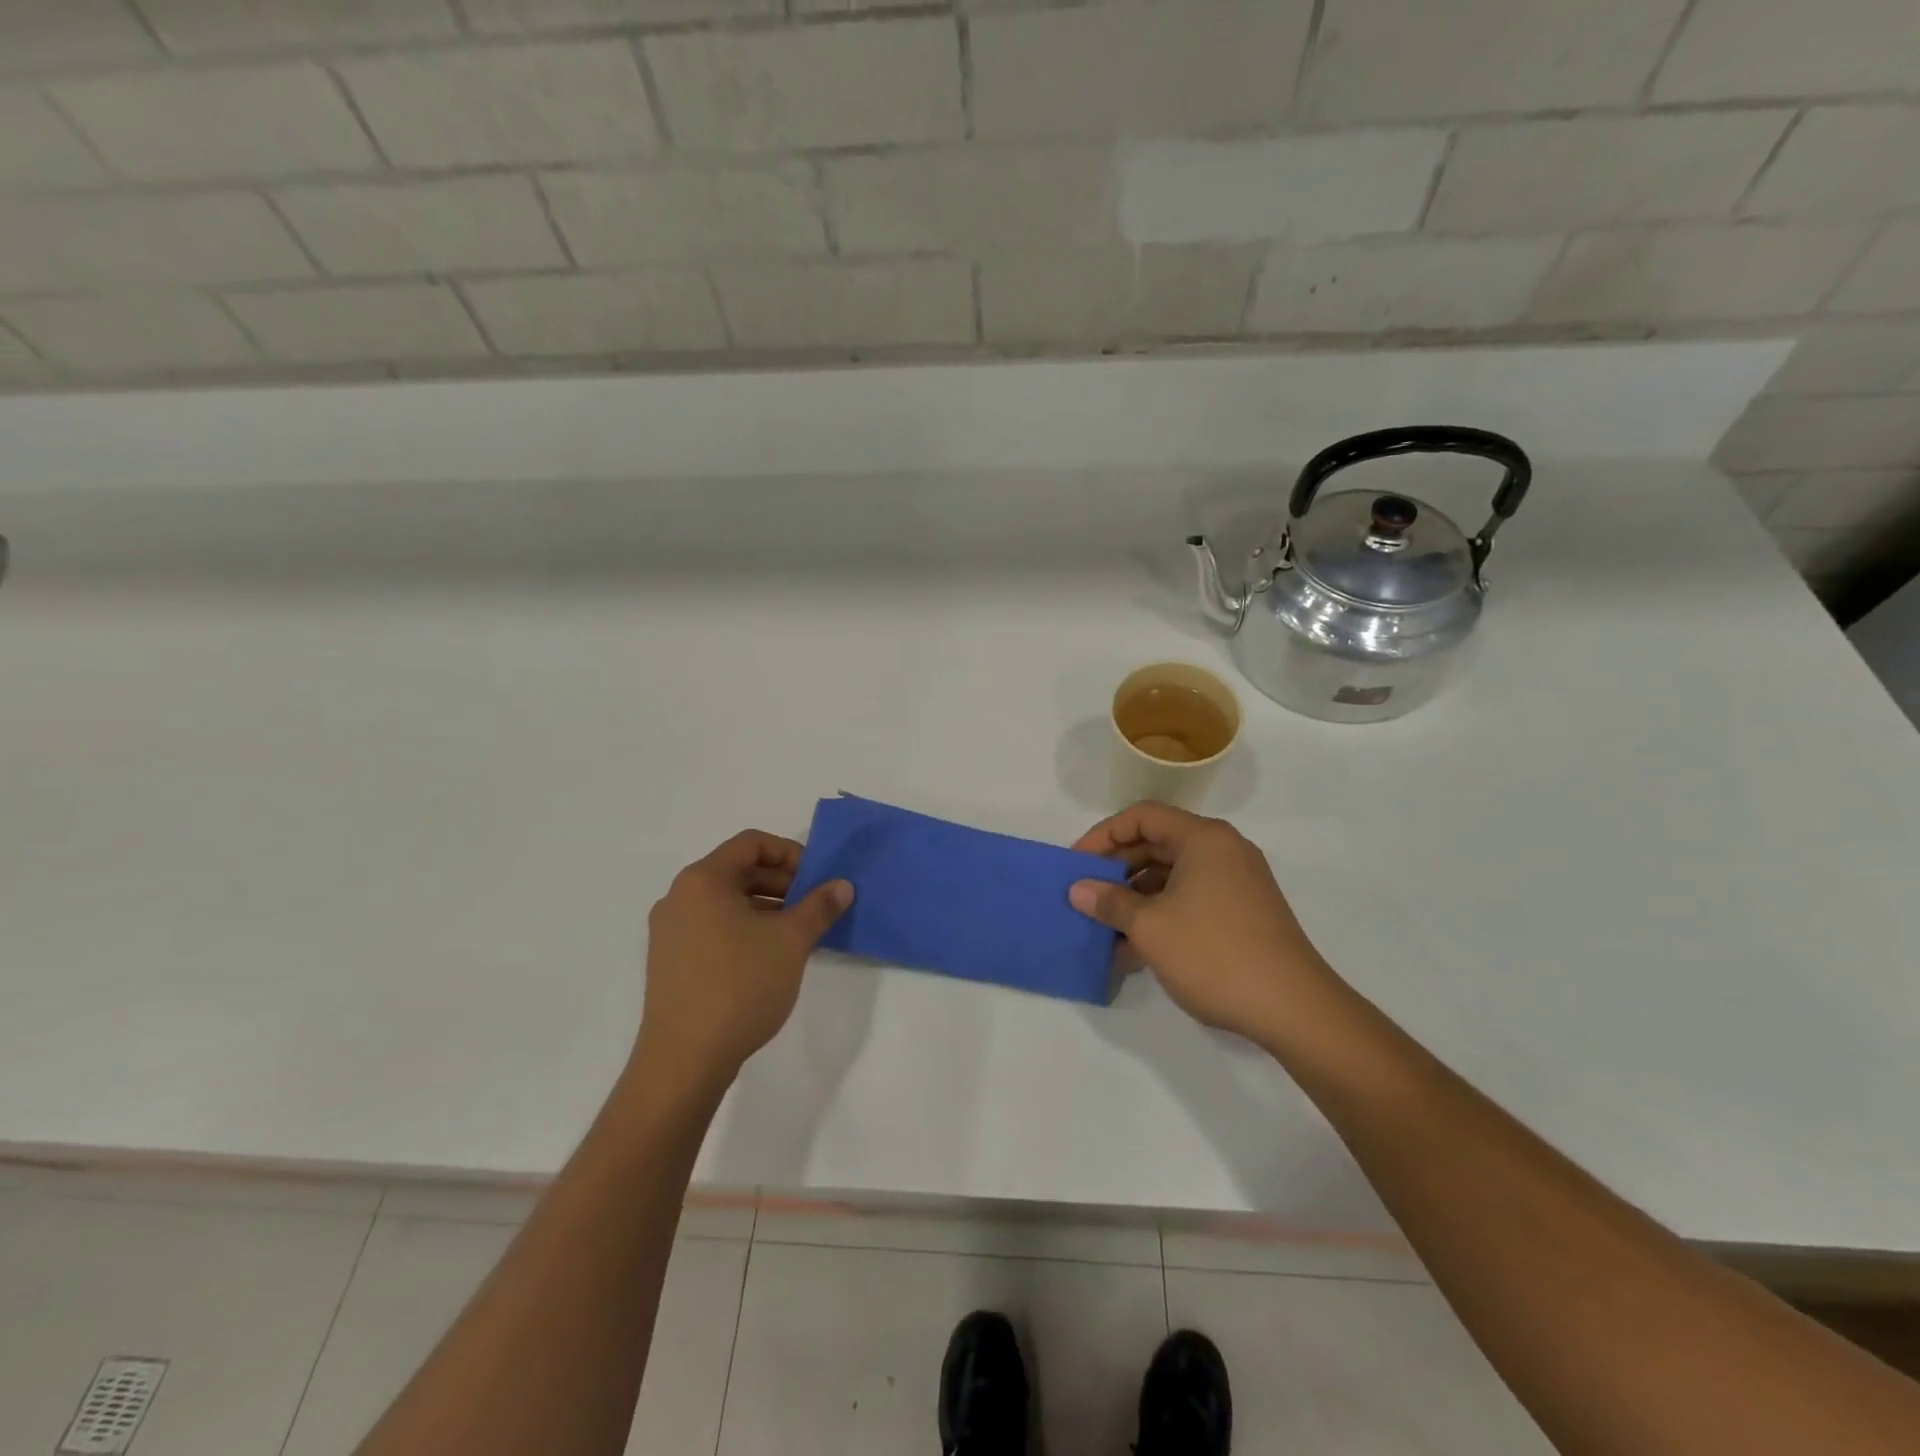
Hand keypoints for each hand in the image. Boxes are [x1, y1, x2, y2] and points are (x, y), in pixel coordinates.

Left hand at [632, 830, 851, 1097]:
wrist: (683, 1060)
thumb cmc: (739, 986)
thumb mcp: (791, 941)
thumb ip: (819, 906)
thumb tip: (842, 885)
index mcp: (703, 880)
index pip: (751, 844)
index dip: (790, 853)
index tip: (817, 878)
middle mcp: (679, 897)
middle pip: (738, 871)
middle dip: (782, 883)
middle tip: (815, 906)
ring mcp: (670, 932)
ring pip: (727, 902)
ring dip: (767, 908)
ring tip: (799, 934)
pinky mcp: (671, 962)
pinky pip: (714, 928)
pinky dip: (745, 929)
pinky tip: (771, 957)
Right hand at [1068, 802, 1338, 1043]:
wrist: (1294, 1009)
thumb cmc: (1214, 954)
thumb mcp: (1150, 927)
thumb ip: (1109, 902)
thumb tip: (1078, 890)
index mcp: (1203, 839)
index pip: (1142, 816)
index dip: (1103, 835)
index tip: (1076, 865)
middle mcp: (1223, 850)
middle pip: (1157, 843)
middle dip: (1117, 869)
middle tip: (1085, 894)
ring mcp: (1237, 882)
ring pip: (1173, 875)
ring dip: (1135, 897)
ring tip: (1105, 928)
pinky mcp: (1244, 912)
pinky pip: (1191, 898)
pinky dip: (1161, 914)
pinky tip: (1135, 949)